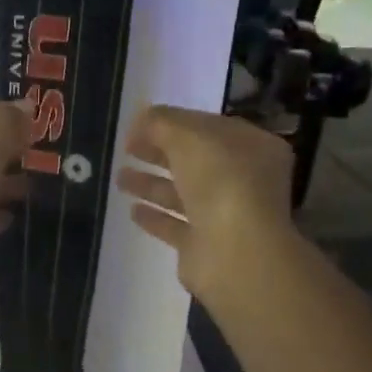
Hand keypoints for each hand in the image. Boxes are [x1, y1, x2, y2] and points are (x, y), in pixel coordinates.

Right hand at [115, 104, 293, 300]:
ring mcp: (225, 215)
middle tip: (126, 149)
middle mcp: (244, 180)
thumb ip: (161, 123)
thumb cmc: (220, 181)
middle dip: (159, 153)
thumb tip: (141, 120)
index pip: (209, 128)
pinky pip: (176, 225)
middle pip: (194, 161)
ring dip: (151, 184)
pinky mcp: (205, 245)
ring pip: (183, 194)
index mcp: (252, 147)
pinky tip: (133, 211)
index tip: (138, 125)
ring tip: (119, 178)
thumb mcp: (188, 136)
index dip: (173, 123)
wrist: (233, 251)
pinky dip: (156, 217)